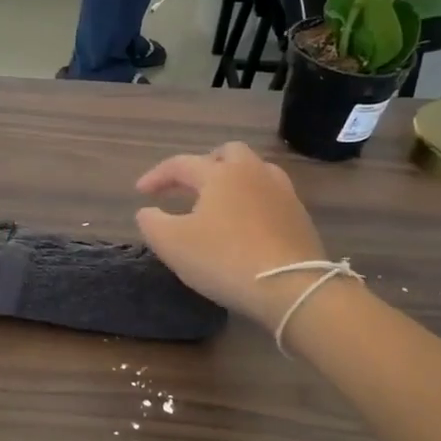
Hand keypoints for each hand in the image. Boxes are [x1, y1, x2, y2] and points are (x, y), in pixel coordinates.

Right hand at [135, 143, 330, 330]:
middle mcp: (253, 173)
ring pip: (255, 171)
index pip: (181, 164)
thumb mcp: (172, 244)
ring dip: (233, 180)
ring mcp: (282, 193)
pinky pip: (271, 196)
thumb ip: (152, 223)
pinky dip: (252, 202)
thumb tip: (147, 211)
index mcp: (220, 173)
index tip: (140, 192)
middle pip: (228, 153)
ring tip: (219, 202)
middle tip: (188, 186)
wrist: (292, 287)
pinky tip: (245, 224)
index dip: (157, 176)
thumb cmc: (225, 259)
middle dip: (204, 164)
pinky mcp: (300, 217)